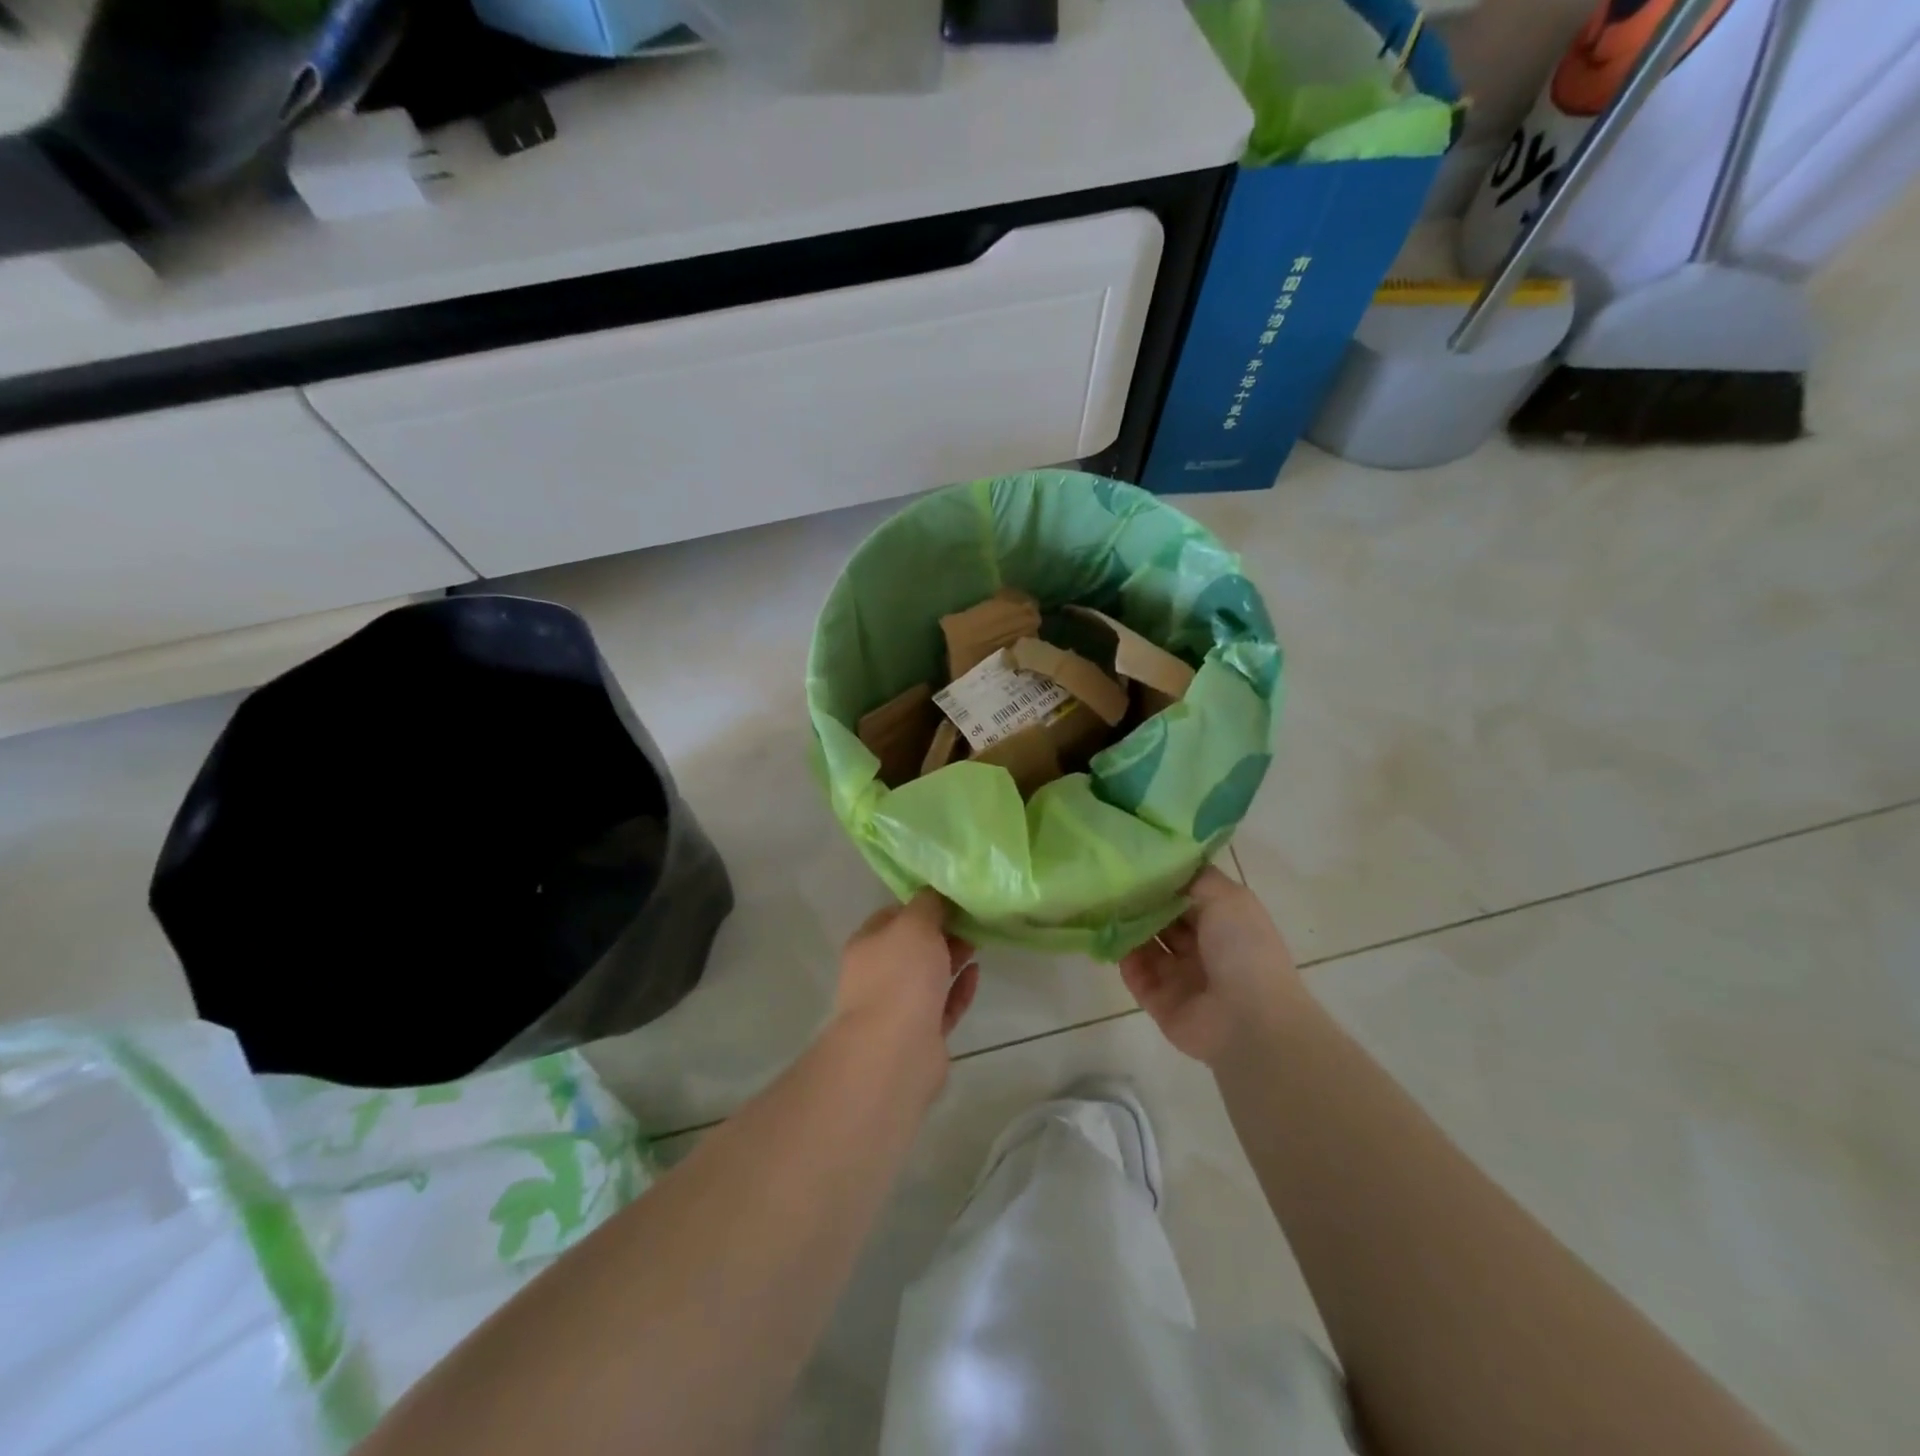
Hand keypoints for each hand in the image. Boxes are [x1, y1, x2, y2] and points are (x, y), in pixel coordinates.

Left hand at [832, 890, 978, 1095]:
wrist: (896, 1051)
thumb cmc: (900, 976)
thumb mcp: (915, 924)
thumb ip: (927, 905)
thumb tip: (935, 894)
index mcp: (868, 945)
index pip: (894, 915)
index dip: (921, 905)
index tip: (951, 897)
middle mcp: (878, 975)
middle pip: (913, 947)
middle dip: (941, 932)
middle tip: (972, 919)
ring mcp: (899, 1007)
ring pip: (929, 976)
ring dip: (953, 958)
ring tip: (980, 942)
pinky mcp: (922, 1034)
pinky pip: (943, 1005)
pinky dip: (959, 989)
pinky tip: (977, 973)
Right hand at [1119, 865, 1303, 1066]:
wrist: (1249, 1021)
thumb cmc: (1243, 949)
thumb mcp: (1228, 897)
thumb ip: (1195, 878)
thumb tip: (1166, 864)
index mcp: (1225, 923)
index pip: (1187, 894)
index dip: (1163, 878)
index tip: (1134, 858)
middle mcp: (1203, 948)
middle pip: (1164, 919)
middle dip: (1141, 901)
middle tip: (1110, 878)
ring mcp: (1182, 977)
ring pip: (1147, 945)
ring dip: (1127, 926)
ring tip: (1101, 902)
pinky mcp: (1161, 1002)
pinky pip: (1136, 975)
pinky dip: (1122, 957)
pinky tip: (1105, 936)